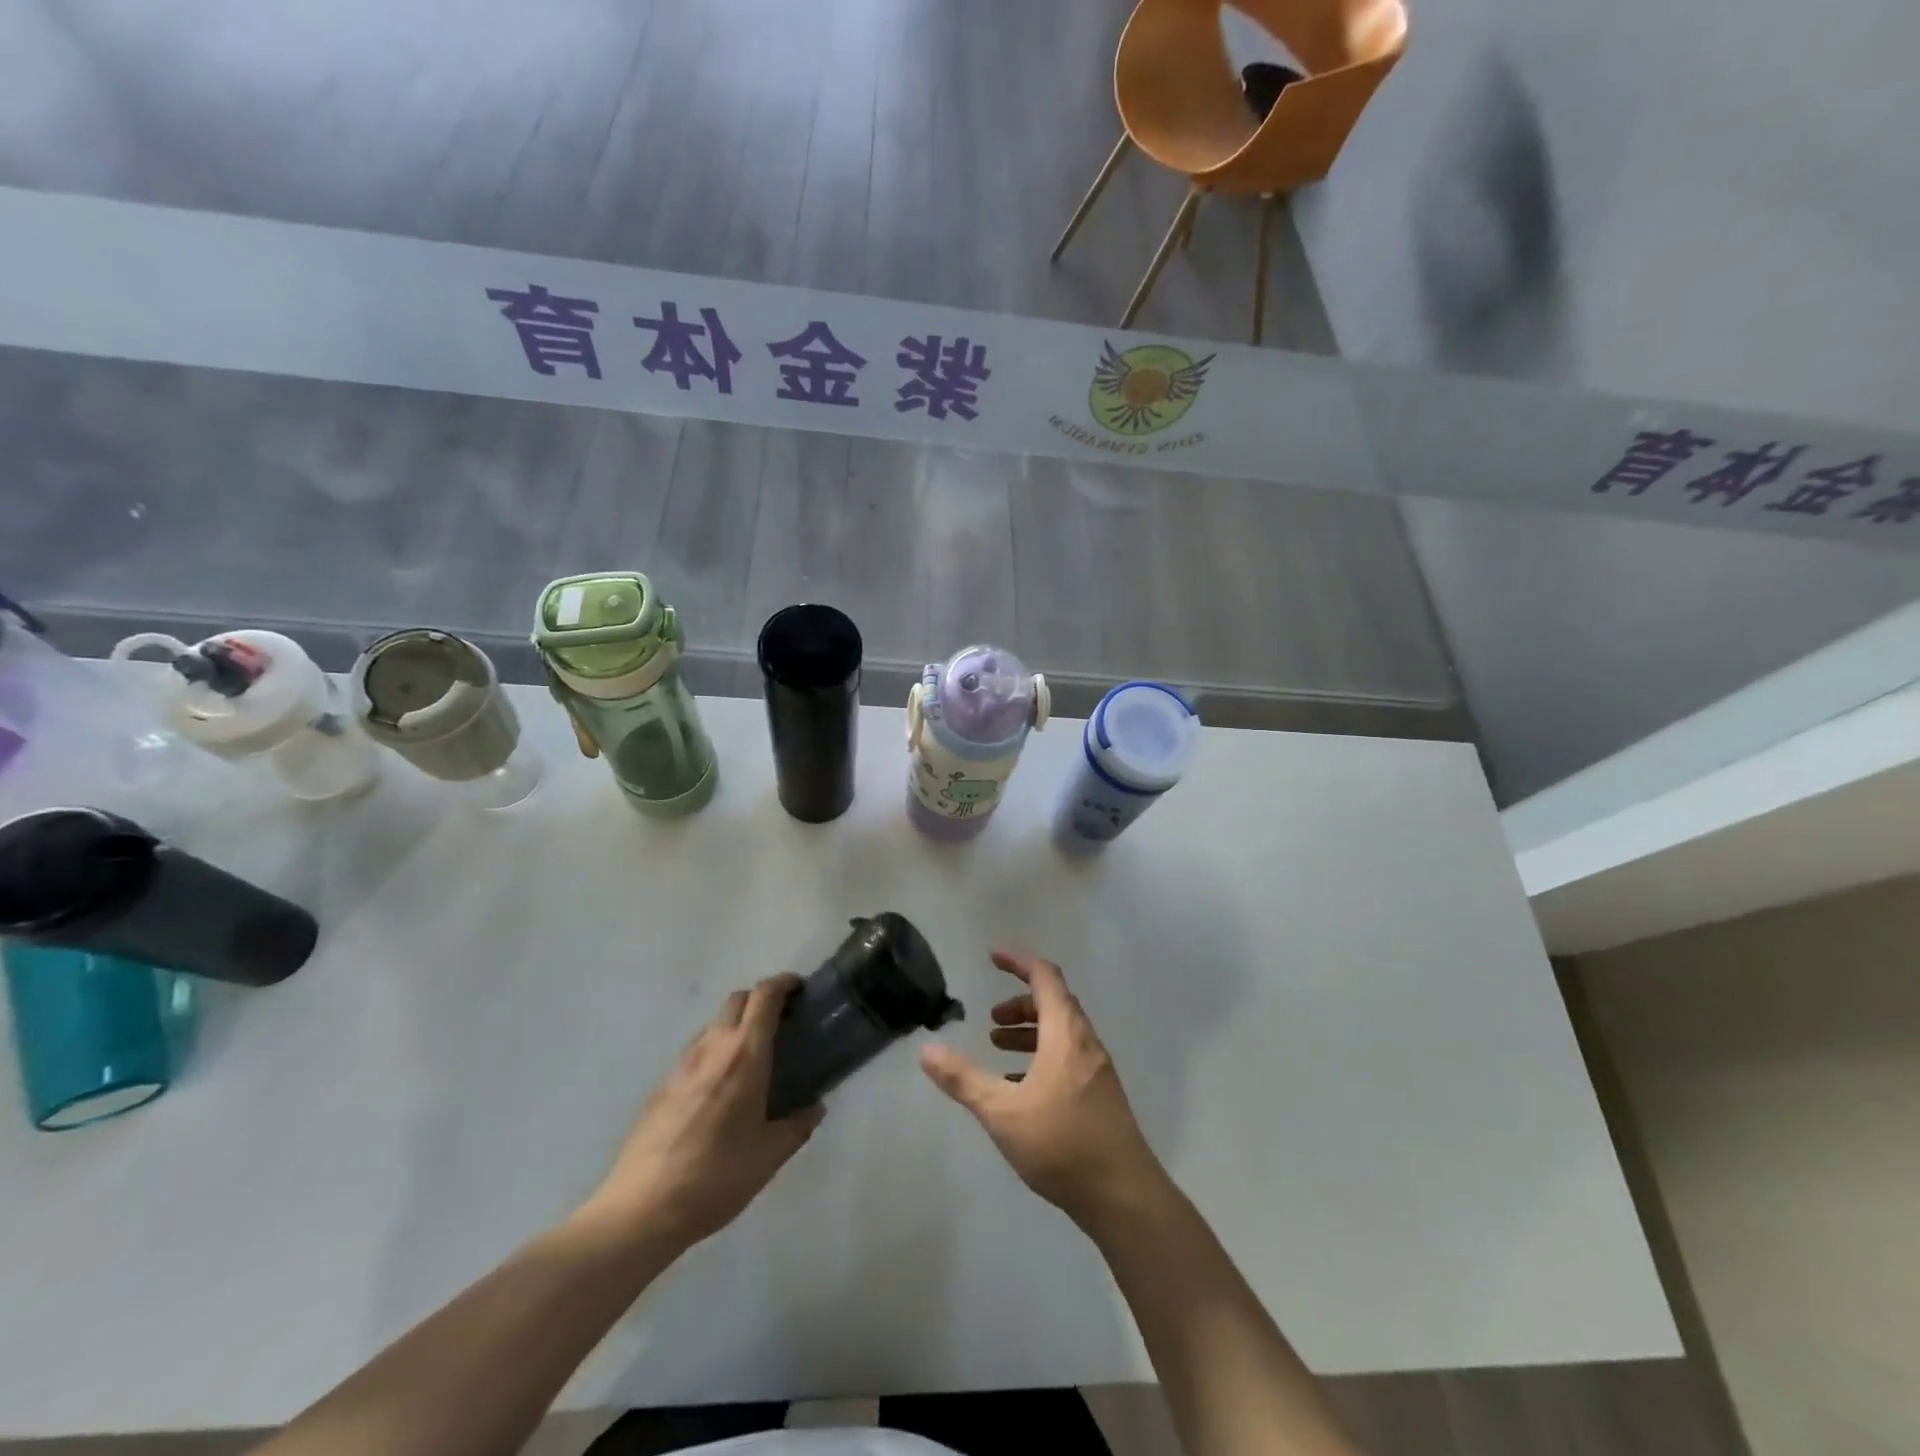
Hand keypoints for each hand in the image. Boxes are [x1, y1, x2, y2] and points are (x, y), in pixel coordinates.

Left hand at [584, 976, 822, 1253]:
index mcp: (744, 1056)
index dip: (783, 983)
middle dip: (760, 1000)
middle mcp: (712, 1048)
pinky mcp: (660, 1086)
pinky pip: (695, 1052)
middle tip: (780, 1022)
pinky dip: (714, 1051)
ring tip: (751, 1057)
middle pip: (737, 1000)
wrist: (640, 1209)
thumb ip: (796, 1127)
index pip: (764, 997)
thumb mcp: (768, 1157)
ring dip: (735, 1026)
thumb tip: (814, 1109)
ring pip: (713, 1025)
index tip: (799, 988)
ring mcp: (681, 1065)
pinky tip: (719, 1088)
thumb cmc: (715, 1178)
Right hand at [920, 950, 1166, 1228]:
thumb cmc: (1061, 1143)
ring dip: (1030, 1031)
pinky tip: (1021, 1086)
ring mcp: (1097, 1069)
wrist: (1123, 1195)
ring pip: (1061, 1032)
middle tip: (990, 1019)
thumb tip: (928, 1050)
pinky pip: (1068, 1057)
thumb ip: (964, 1079)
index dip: (1019, 961)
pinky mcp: (1101, 1095)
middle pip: (1054, 1003)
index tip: (993, 957)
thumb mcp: (1002, 1111)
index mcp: (1065, 1033)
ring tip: (998, 1046)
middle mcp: (1085, 1042)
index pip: (1045, 977)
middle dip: (1020, 1003)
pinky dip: (1042, 1055)